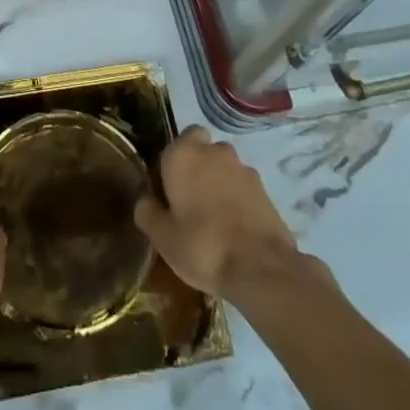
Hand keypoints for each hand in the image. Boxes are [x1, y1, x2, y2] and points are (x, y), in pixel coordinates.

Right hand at [134, 126, 311, 299]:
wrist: (260, 268)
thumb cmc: (202, 246)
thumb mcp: (162, 237)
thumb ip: (147, 212)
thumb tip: (145, 200)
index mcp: (183, 154)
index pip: (175, 141)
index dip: (172, 163)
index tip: (169, 190)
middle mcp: (213, 151)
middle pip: (202, 149)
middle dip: (197, 166)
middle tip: (191, 201)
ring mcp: (242, 168)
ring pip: (224, 167)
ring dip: (219, 182)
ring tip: (216, 219)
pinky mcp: (264, 189)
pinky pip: (243, 187)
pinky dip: (239, 199)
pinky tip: (236, 229)